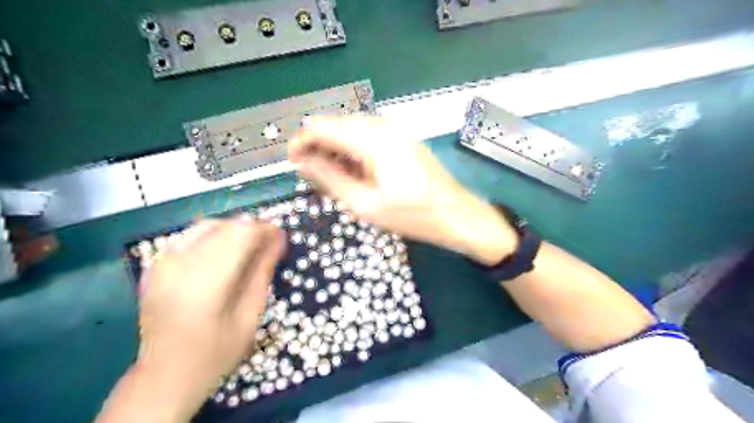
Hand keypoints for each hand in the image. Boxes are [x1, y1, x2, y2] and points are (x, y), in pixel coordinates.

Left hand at [113, 219, 283, 422]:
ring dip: (233, 231)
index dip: (265, 229)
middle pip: (225, 225)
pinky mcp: (155, 264)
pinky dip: (213, 237)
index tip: (280, 236)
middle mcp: (179, 263)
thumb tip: (278, 238)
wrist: (164, 375)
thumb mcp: (250, 314)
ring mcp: (162, 262)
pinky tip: (223, 254)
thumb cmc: (216, 352)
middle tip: (268, 244)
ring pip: (208, 225)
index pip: (241, 234)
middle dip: (251, 229)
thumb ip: (262, 271)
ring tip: (247, 248)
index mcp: (205, 281)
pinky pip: (191, 235)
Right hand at [290, 115, 518, 264]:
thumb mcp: (365, 203)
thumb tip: (302, 161)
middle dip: (318, 147)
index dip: (301, 141)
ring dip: (336, 150)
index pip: (323, 126)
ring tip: (331, 179)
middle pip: (336, 125)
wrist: (457, 215)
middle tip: (311, 176)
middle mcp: (383, 126)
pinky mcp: (402, 139)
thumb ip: (330, 178)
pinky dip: (353, 151)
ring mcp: (395, 130)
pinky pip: (368, 137)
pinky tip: (353, 173)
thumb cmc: (413, 215)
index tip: (291, 161)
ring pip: (351, 130)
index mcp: (372, 139)